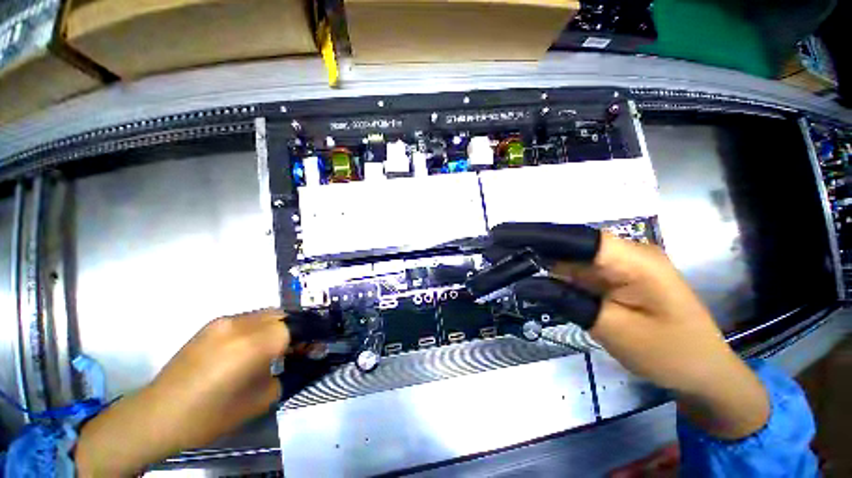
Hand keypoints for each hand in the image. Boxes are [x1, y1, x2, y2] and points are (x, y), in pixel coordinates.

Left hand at [75, 308, 289, 476]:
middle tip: (294, 349)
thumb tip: (298, 358)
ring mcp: (224, 321)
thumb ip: (285, 374)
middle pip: (282, 316)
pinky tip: (249, 347)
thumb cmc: (211, 415)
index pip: (294, 328)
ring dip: (276, 327)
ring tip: (272, 348)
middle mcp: (240, 325)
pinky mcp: (212, 323)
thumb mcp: (260, 400)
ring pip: (266, 313)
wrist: (158, 414)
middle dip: (293, 330)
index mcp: (252, 345)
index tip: (311, 349)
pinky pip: (248, 318)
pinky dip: (258, 328)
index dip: (306, 338)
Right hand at [490, 223, 769, 439]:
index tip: (500, 234)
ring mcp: (616, 267)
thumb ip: (569, 301)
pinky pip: (574, 273)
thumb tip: (527, 283)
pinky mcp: (611, 280)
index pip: (572, 238)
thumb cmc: (670, 353)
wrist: (704, 372)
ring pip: (566, 259)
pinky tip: (529, 276)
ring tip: (503, 261)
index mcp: (631, 258)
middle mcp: (622, 254)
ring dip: (535, 261)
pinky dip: (550, 276)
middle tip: (494, 248)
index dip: (533, 234)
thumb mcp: (615, 329)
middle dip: (528, 245)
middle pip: (565, 245)